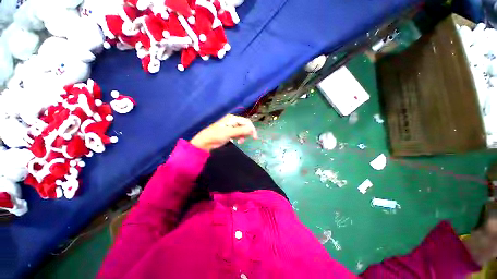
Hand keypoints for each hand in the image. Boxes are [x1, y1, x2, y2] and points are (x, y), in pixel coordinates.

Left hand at [190, 114, 257, 150]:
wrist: (205, 142)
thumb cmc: (215, 136)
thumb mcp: (228, 133)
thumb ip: (241, 131)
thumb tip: (252, 129)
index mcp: (232, 118)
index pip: (246, 121)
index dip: (251, 128)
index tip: (255, 137)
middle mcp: (232, 121)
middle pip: (245, 125)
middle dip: (247, 133)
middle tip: (244, 140)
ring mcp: (231, 127)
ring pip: (242, 130)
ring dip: (243, 136)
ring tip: (240, 142)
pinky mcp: (230, 133)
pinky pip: (238, 134)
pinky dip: (239, 137)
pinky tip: (237, 141)